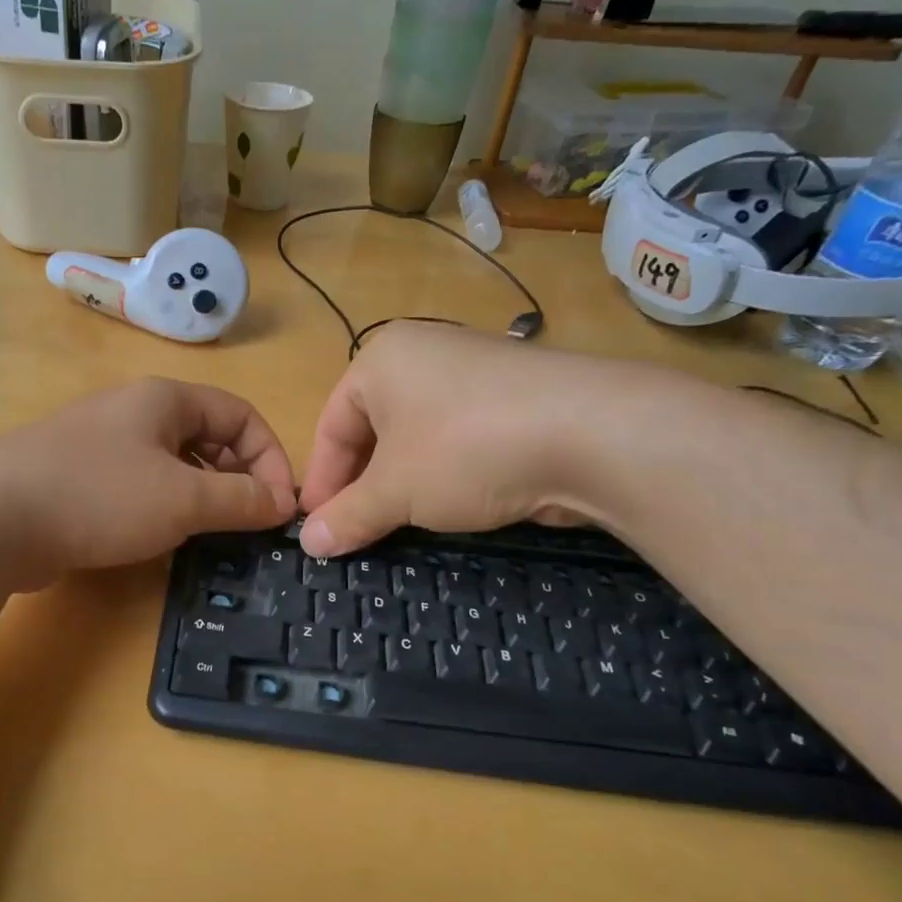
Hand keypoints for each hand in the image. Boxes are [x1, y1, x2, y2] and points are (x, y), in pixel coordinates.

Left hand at [0, 378, 295, 587]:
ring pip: (172, 466)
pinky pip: (138, 488)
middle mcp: (133, 413)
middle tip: (248, 524)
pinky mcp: (76, 480)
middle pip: (207, 438)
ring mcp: (100, 446)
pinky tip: (160, 541)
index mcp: (164, 400)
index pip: (240, 415)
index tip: (279, 508)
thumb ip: (239, 499)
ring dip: (201, 497)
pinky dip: (162, 510)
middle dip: (237, 479)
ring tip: (210, 534)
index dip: (270, 457)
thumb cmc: (99, 495)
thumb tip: (282, 503)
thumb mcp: (183, 498)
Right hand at [297, 322, 658, 556]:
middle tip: (355, 531)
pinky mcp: (513, 400)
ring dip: (401, 484)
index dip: (322, 482)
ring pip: (416, 438)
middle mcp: (424, 356)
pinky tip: (449, 506)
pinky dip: (444, 475)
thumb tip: (309, 545)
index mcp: (381, 360)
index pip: (331, 426)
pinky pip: (457, 439)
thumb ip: (347, 516)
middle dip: (361, 485)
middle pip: (372, 430)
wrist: (592, 434)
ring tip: (398, 524)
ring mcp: (473, 374)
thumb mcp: (395, 491)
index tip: (318, 529)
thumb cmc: (465, 449)